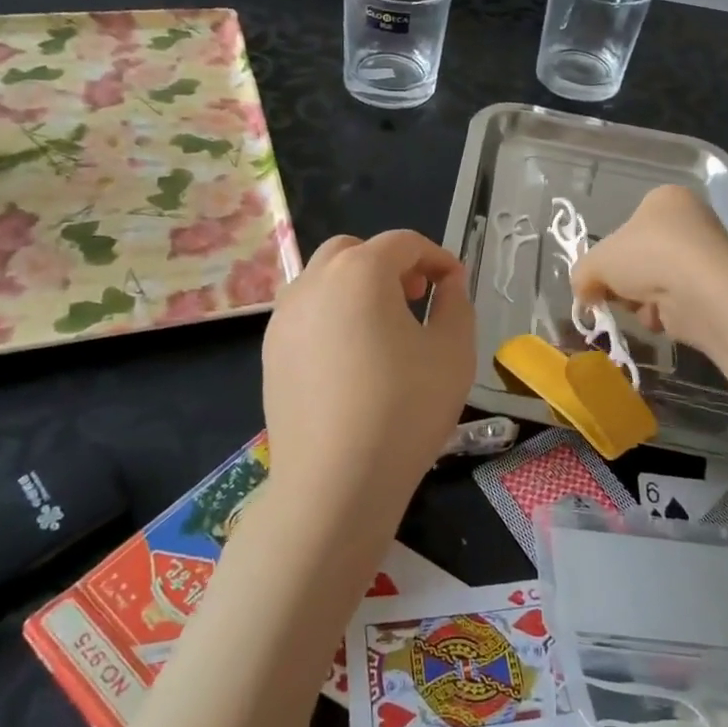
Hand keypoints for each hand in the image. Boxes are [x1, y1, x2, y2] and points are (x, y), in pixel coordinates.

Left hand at [260, 229, 475, 530]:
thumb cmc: (404, 410)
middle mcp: (314, 282)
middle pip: (355, 250)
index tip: (455, 283)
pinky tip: (350, 357)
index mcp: (360, 272)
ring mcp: (284, 316)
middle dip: (391, 263)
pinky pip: (305, 312)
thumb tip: (448, 281)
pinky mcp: (271, 351)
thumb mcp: (453, 352)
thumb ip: (457, 303)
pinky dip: (332, 313)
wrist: (334, 484)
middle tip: (416, 297)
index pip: (403, 243)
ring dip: (356, 285)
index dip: (436, 257)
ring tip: (382, 326)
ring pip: (323, 278)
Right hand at [572, 185, 727, 348]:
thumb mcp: (596, 261)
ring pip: (656, 283)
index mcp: (664, 199)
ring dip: (640, 300)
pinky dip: (662, 313)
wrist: (699, 290)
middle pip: (641, 258)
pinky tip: (660, 315)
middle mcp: (690, 221)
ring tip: (639, 305)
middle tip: (612, 294)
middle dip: (624, 282)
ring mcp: (705, 256)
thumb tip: (584, 291)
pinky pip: (676, 302)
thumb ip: (582, 273)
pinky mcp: (714, 289)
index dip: (609, 253)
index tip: (599, 274)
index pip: (628, 225)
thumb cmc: (646, 256)